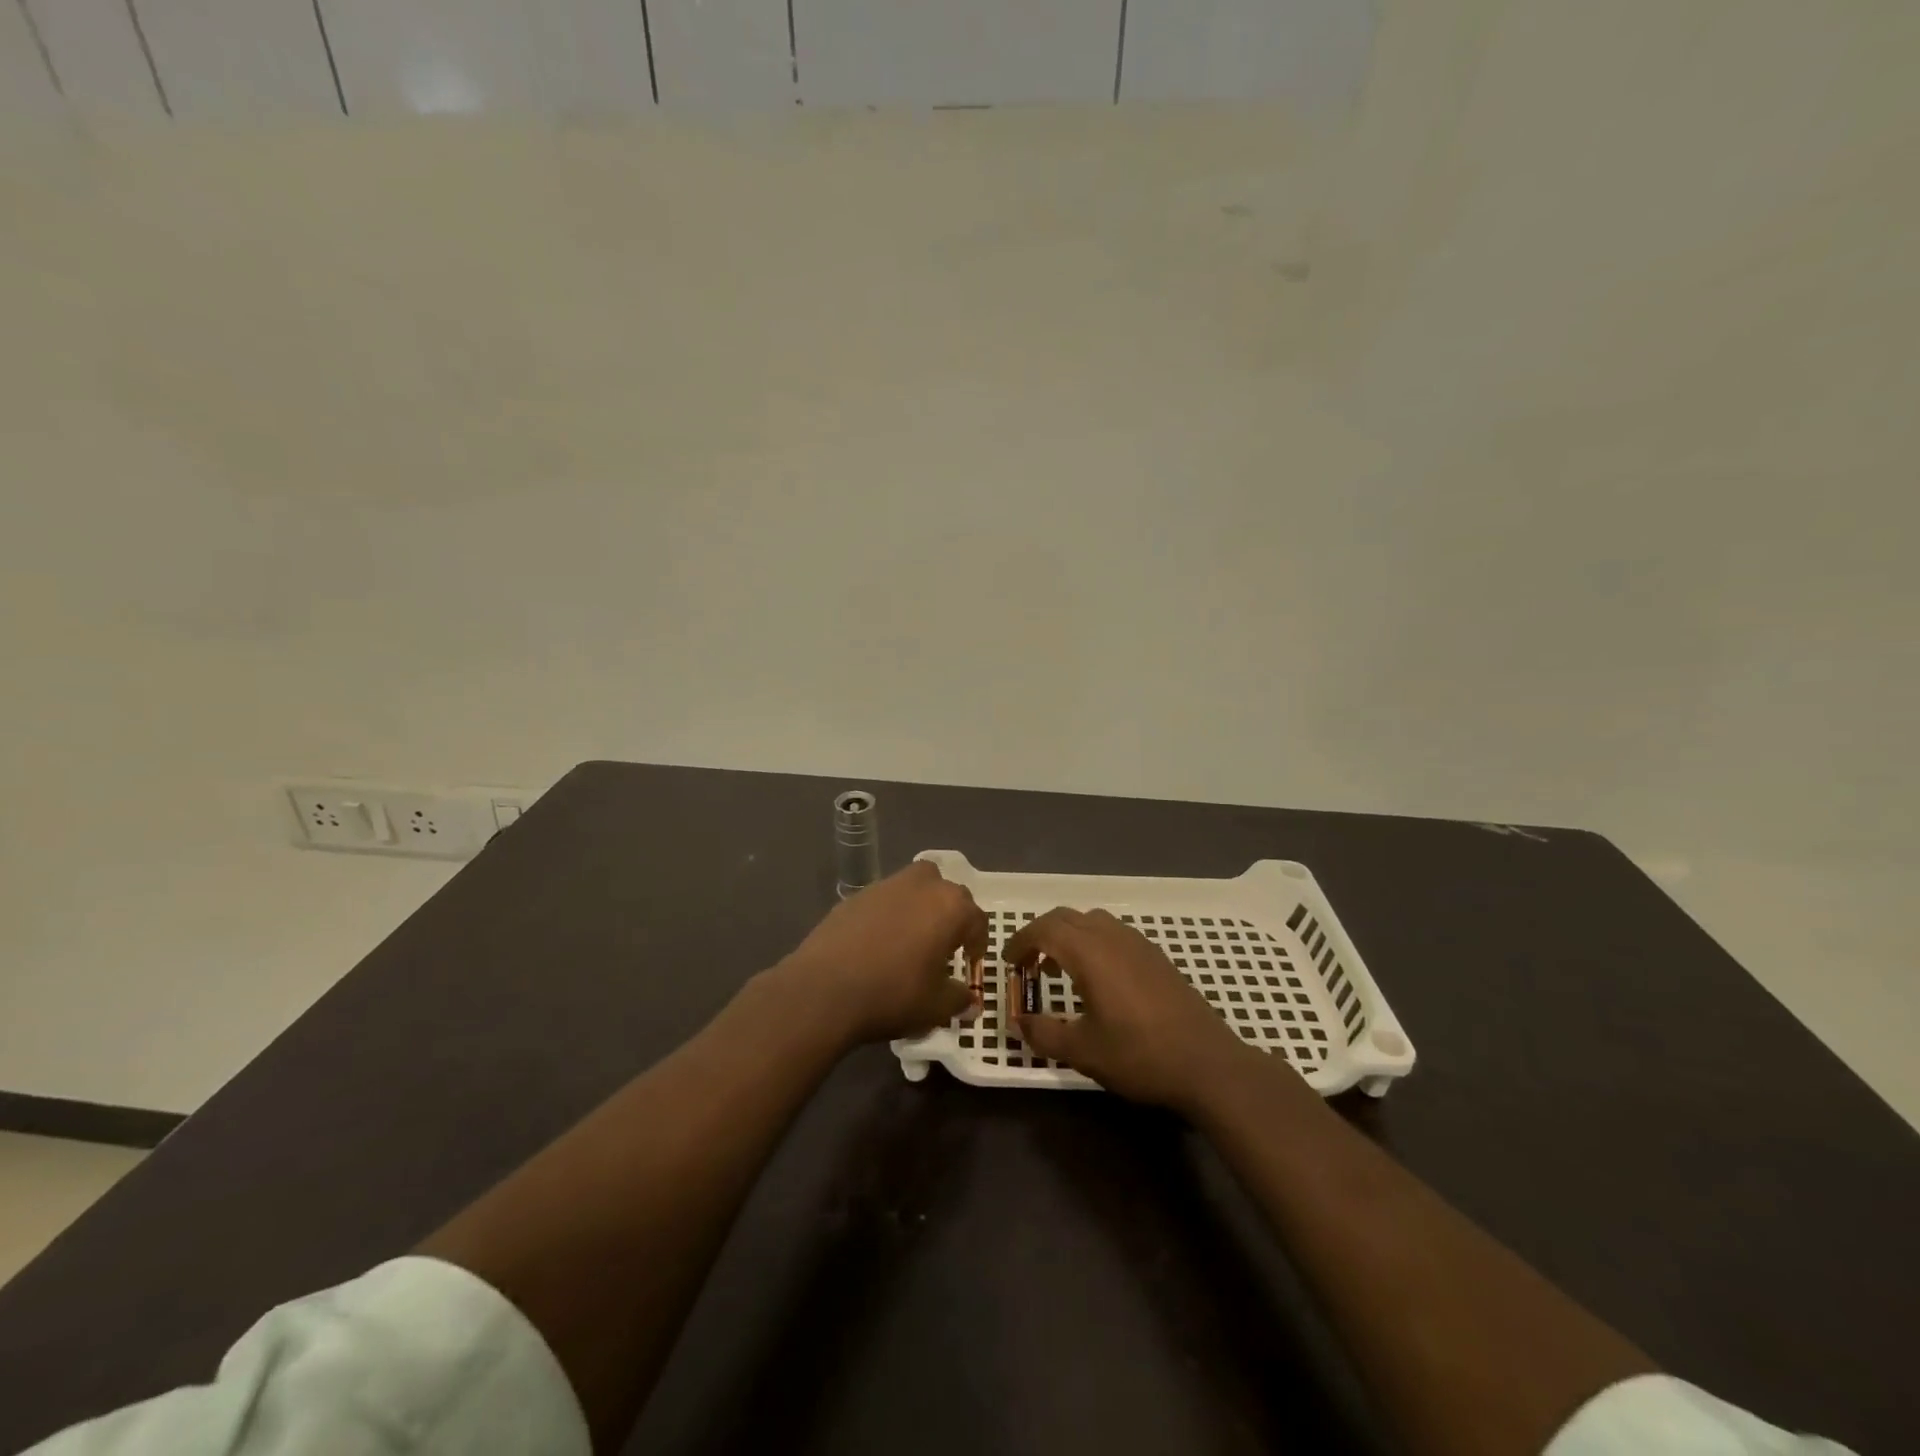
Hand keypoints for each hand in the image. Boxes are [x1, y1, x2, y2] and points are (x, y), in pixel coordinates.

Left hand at [778, 862, 985, 1044]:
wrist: (824, 989)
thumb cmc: (893, 994)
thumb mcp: (936, 1007)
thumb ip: (959, 999)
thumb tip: (969, 999)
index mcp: (950, 907)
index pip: (977, 919)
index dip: (977, 942)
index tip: (969, 962)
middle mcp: (921, 885)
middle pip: (946, 892)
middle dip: (950, 915)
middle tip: (943, 945)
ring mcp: (885, 886)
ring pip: (914, 888)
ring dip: (919, 908)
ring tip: (911, 940)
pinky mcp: (855, 896)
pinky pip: (884, 900)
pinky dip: (888, 915)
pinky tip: (878, 944)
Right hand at [1005, 908, 1266, 1110]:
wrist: (1207, 1063)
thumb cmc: (1140, 1055)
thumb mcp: (1083, 1051)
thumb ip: (1044, 1034)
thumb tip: (1017, 1022)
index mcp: (1089, 953)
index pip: (1044, 929)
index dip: (1021, 941)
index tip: (1008, 963)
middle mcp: (1112, 937)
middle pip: (1066, 917)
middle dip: (1041, 934)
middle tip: (1028, 964)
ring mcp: (1138, 943)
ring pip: (1092, 921)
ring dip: (1068, 936)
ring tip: (1060, 969)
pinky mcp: (1156, 956)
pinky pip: (1113, 932)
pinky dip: (1093, 942)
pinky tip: (1098, 978)